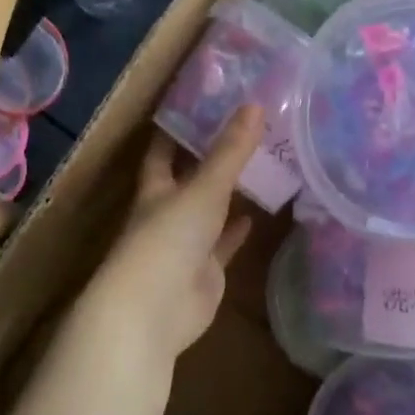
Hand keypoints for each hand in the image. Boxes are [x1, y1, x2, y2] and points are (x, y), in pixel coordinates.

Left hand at [87, 106, 264, 359]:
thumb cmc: (169, 239)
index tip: (201, 104)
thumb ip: (230, 152)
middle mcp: (167, 212)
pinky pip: (223, 244)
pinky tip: (256, 214)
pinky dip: (236, 230)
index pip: (163, 150)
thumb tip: (255, 105)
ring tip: (259, 166)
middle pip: (188, 179)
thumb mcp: (203, 189)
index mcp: (155, 188)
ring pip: (209, 212)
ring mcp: (185, 244)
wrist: (155, 310)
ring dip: (228, 193)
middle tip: (244, 130)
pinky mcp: (204, 271)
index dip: (178, 128)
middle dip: (210, 158)